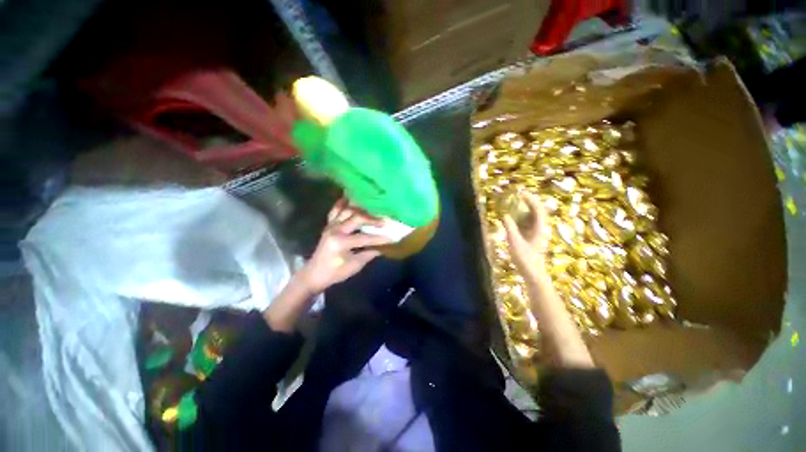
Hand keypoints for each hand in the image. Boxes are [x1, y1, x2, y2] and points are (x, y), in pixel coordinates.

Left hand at [297, 198, 391, 293]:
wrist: (313, 274)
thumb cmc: (334, 273)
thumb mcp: (354, 266)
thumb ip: (369, 254)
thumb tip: (383, 247)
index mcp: (340, 242)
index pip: (364, 238)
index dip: (379, 238)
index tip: (392, 237)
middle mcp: (335, 229)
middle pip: (357, 218)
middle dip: (372, 219)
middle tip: (384, 221)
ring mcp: (330, 225)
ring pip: (347, 210)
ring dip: (360, 208)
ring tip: (372, 207)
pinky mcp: (328, 225)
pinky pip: (335, 210)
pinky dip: (343, 204)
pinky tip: (350, 198)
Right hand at [503, 191, 549, 276]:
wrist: (532, 273)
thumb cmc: (525, 259)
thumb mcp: (514, 242)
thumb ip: (510, 228)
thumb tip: (505, 215)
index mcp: (539, 228)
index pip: (537, 209)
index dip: (530, 199)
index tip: (520, 193)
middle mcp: (540, 228)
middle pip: (537, 210)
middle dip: (528, 201)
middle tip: (518, 195)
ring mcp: (536, 232)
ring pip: (533, 216)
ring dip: (525, 208)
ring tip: (514, 202)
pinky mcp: (532, 236)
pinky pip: (528, 222)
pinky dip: (521, 216)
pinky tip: (514, 217)